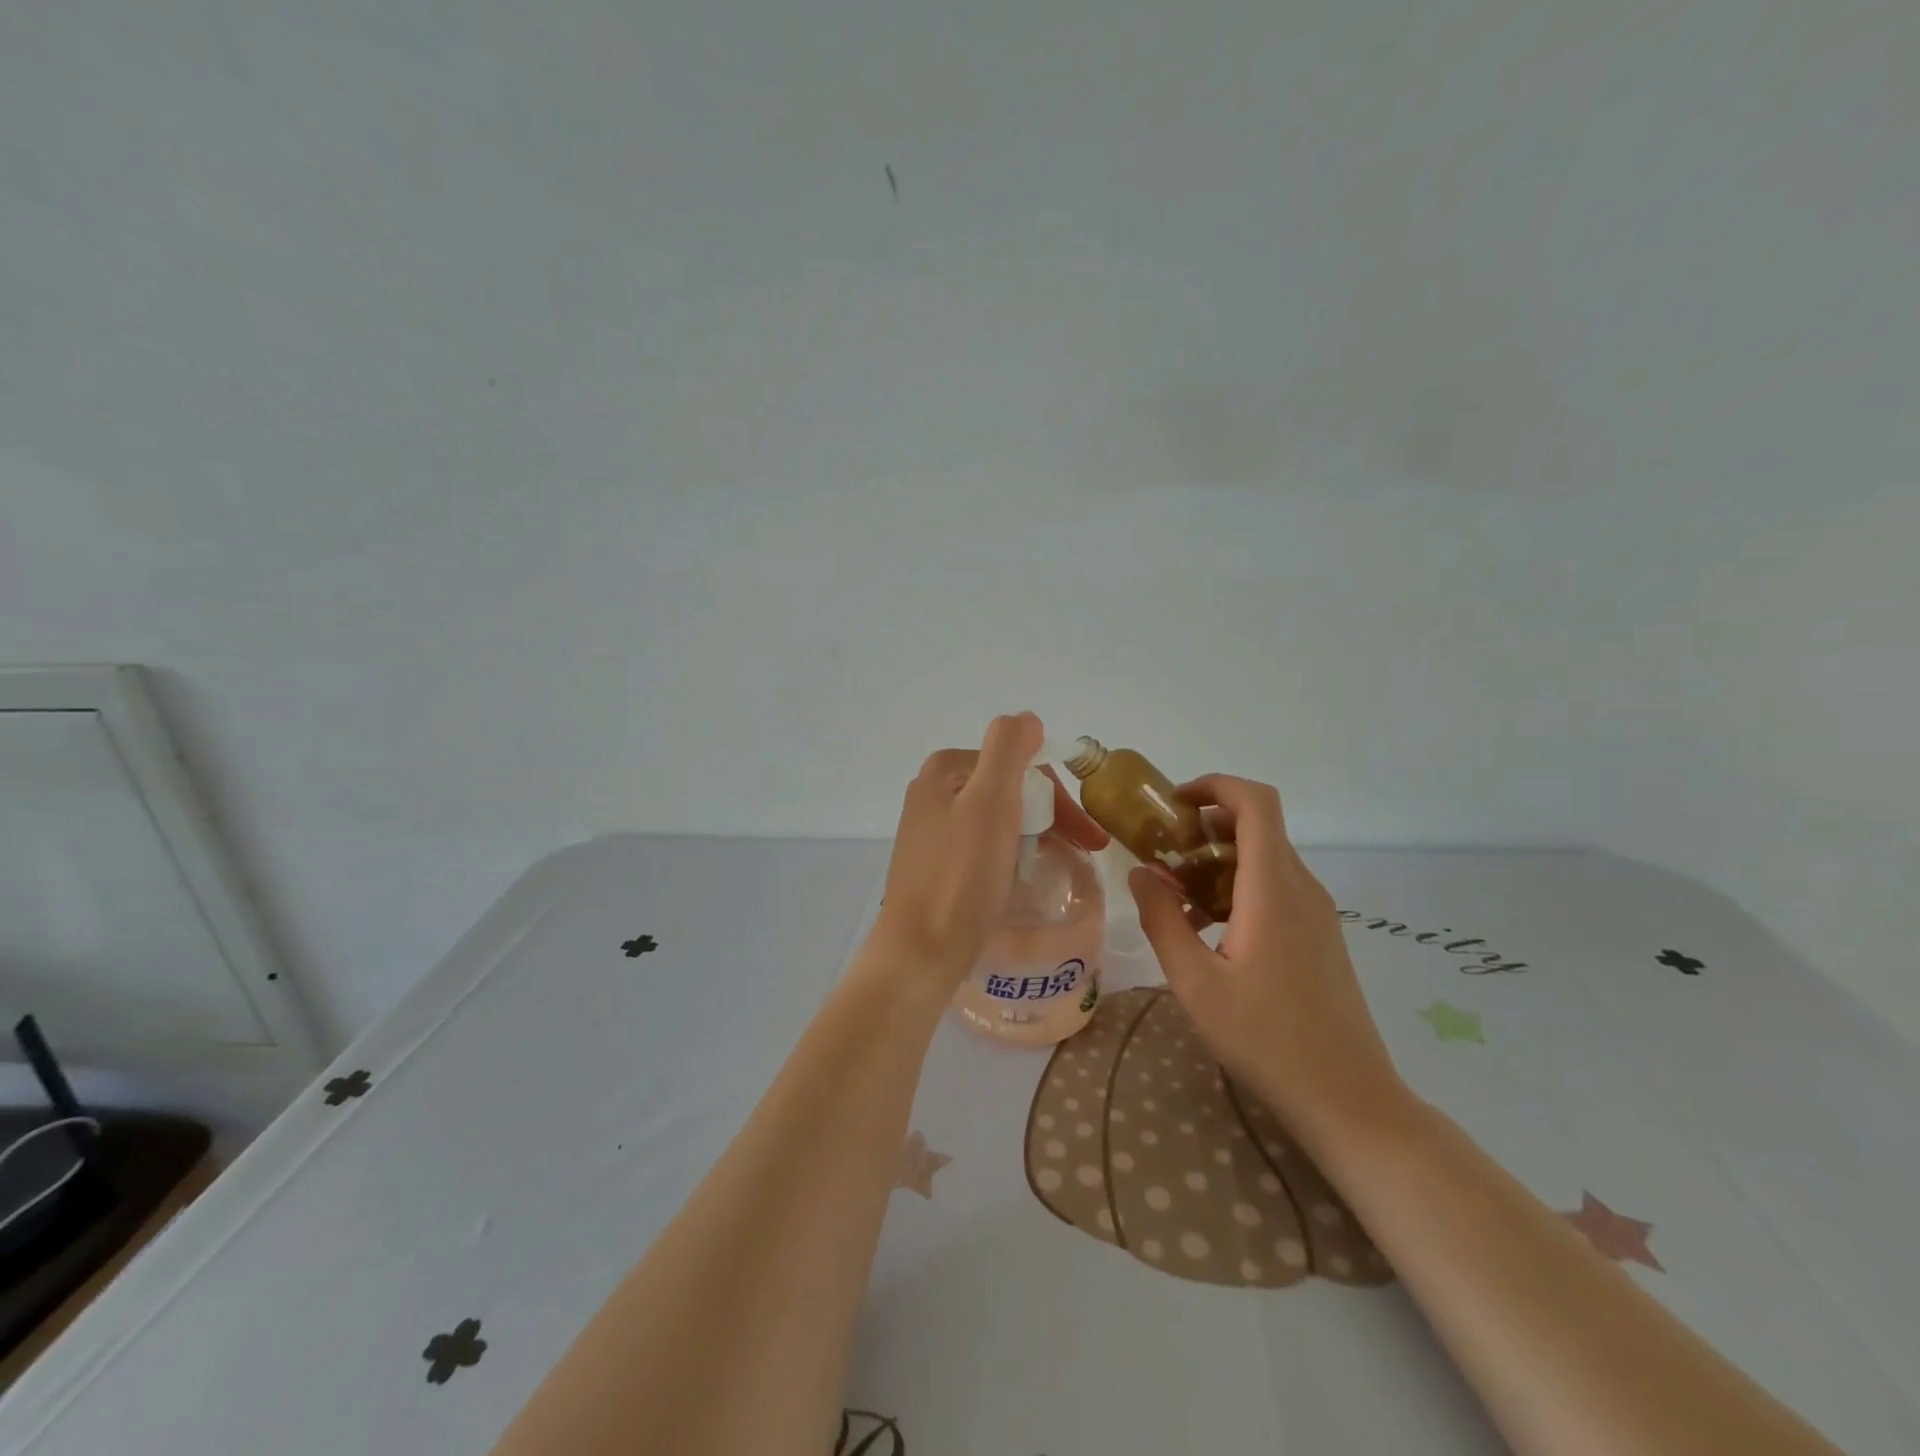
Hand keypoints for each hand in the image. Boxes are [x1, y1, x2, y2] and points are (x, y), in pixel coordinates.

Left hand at [867, 713, 1107, 993]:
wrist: (920, 952)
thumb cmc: (961, 876)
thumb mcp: (989, 802)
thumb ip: (1008, 750)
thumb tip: (1026, 718)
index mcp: (945, 770)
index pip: (1019, 766)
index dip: (1058, 797)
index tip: (1088, 836)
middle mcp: (933, 792)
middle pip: (1009, 791)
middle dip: (1050, 817)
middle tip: (1085, 852)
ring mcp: (931, 830)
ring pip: (999, 819)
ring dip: (1035, 835)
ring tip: (1062, 865)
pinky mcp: (935, 865)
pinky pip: (984, 847)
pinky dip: (1011, 854)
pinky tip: (1023, 877)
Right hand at [1127, 775, 1406, 1143]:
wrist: (1348, 1099)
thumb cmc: (1267, 1039)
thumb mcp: (1195, 983)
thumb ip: (1162, 920)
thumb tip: (1141, 873)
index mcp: (1273, 889)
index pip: (1256, 803)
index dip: (1215, 786)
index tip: (1173, 805)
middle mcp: (1301, 888)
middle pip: (1258, 826)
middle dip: (1205, 827)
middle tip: (1162, 856)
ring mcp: (1316, 912)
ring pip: (1265, 858)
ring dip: (1218, 861)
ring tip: (1177, 897)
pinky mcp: (1320, 934)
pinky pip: (1276, 887)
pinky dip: (1237, 887)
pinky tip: (1210, 929)